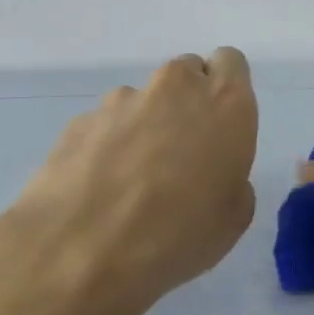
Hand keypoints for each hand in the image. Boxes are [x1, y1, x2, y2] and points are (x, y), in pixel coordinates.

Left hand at [0, 49, 258, 314]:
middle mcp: (175, 88)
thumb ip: (231, 176)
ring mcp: (122, 101)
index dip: (226, 90)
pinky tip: (100, 190)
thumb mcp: (234, 217)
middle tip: (181, 154)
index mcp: (224, 103)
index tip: (221, 125)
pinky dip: (107, 146)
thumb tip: (210, 173)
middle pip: (186, 75)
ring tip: (132, 181)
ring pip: (143, 100)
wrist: (80, 251)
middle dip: (186, 104)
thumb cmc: (179, 234)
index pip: (231, 62)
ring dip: (144, 126)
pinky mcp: (79, 121)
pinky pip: (105, 124)